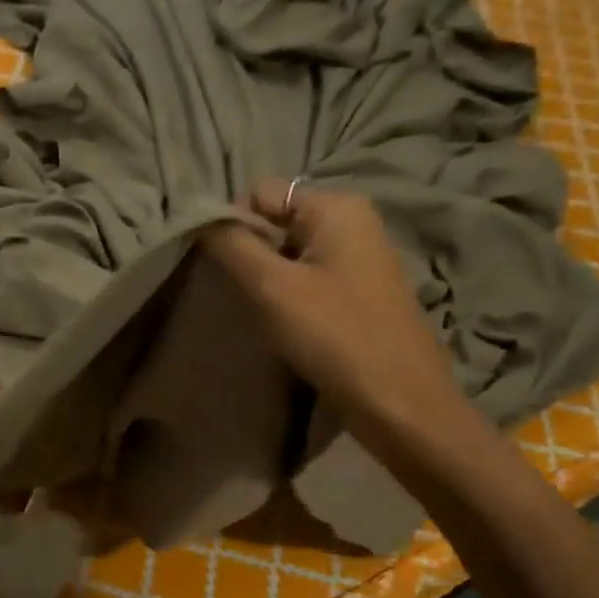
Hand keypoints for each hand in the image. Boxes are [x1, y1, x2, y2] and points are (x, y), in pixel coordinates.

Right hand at [202, 181, 467, 442]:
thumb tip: (198, 215)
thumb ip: (232, 244)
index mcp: (337, 208)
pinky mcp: (359, 292)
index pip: (260, 193)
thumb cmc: (336, 336)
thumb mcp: (272, 287)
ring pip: (290, 252)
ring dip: (267, 278)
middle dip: (251, 252)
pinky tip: (285, 323)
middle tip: (242, 293)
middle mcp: (352, 222)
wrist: (401, 404)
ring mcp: (359, 258)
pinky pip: (309, 277)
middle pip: (276, 221)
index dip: (234, 224)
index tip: (224, 268)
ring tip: (261, 312)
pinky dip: (288, 294)